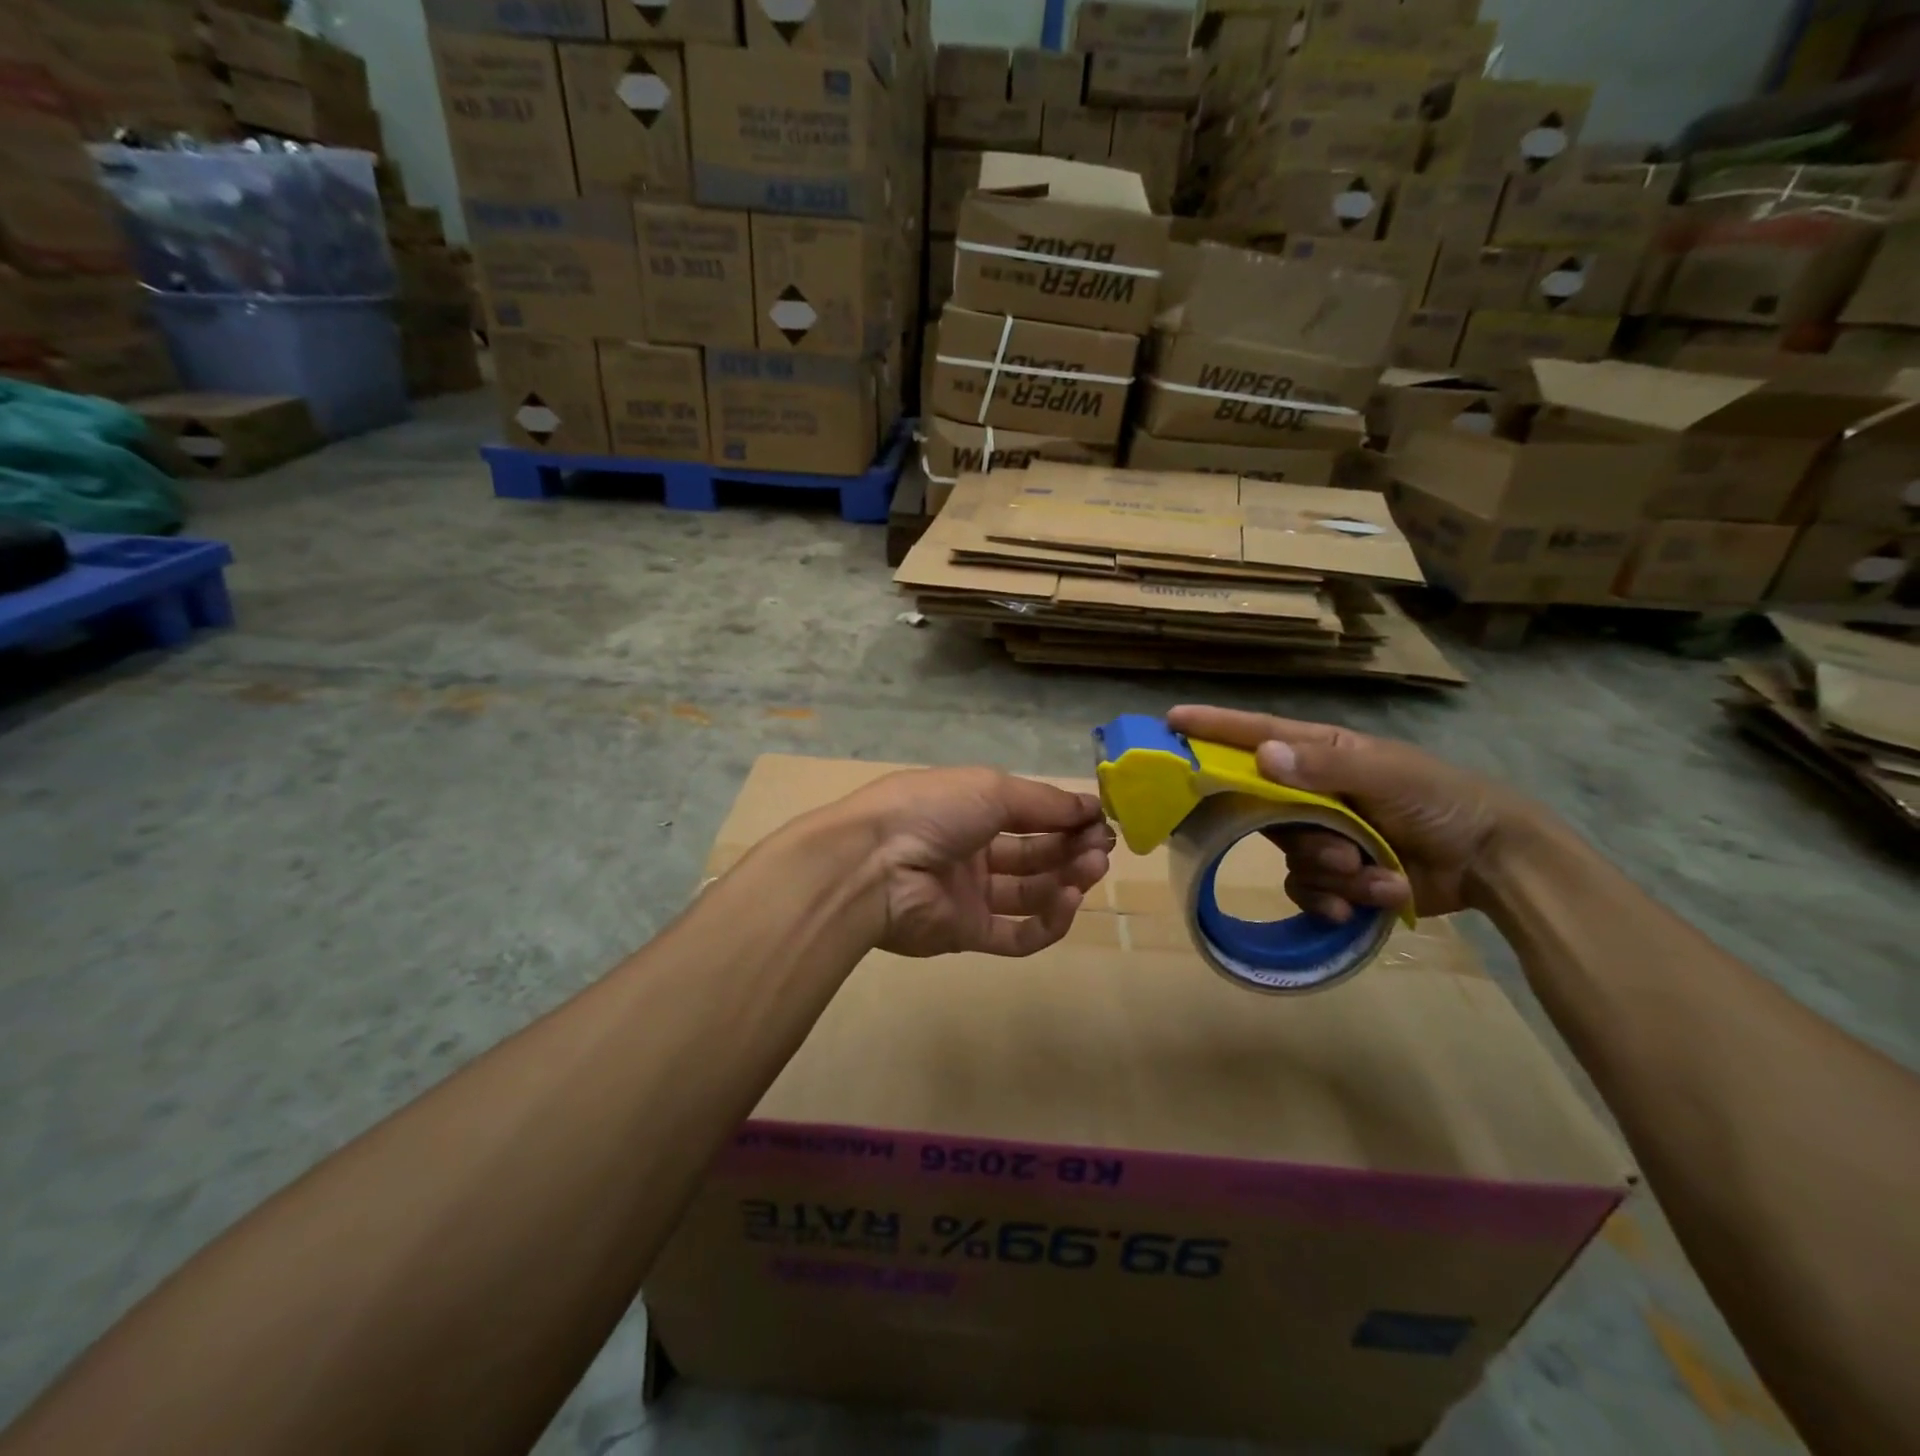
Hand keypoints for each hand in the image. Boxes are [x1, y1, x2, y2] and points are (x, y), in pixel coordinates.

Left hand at [828, 767, 1113, 958]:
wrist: (873, 864)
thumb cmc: (933, 810)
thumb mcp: (992, 789)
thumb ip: (1044, 802)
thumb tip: (1091, 805)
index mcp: (971, 809)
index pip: (1030, 814)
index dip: (1066, 817)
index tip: (1101, 819)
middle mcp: (971, 850)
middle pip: (1034, 853)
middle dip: (1072, 848)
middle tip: (1102, 847)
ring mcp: (969, 894)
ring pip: (1030, 893)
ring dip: (1067, 880)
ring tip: (1092, 869)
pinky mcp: (967, 933)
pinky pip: (1016, 934)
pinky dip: (1048, 921)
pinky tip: (1068, 901)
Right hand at [1166, 706, 1534, 919]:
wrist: (1491, 861)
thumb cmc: (1440, 799)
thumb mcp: (1388, 773)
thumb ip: (1325, 766)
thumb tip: (1262, 756)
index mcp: (1321, 755)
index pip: (1256, 735)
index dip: (1213, 729)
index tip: (1170, 723)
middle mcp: (1312, 792)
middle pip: (1265, 810)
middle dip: (1301, 836)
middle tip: (1339, 848)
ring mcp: (1322, 834)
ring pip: (1289, 857)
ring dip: (1333, 872)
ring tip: (1375, 873)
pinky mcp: (1334, 875)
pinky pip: (1306, 890)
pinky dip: (1337, 899)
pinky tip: (1370, 899)